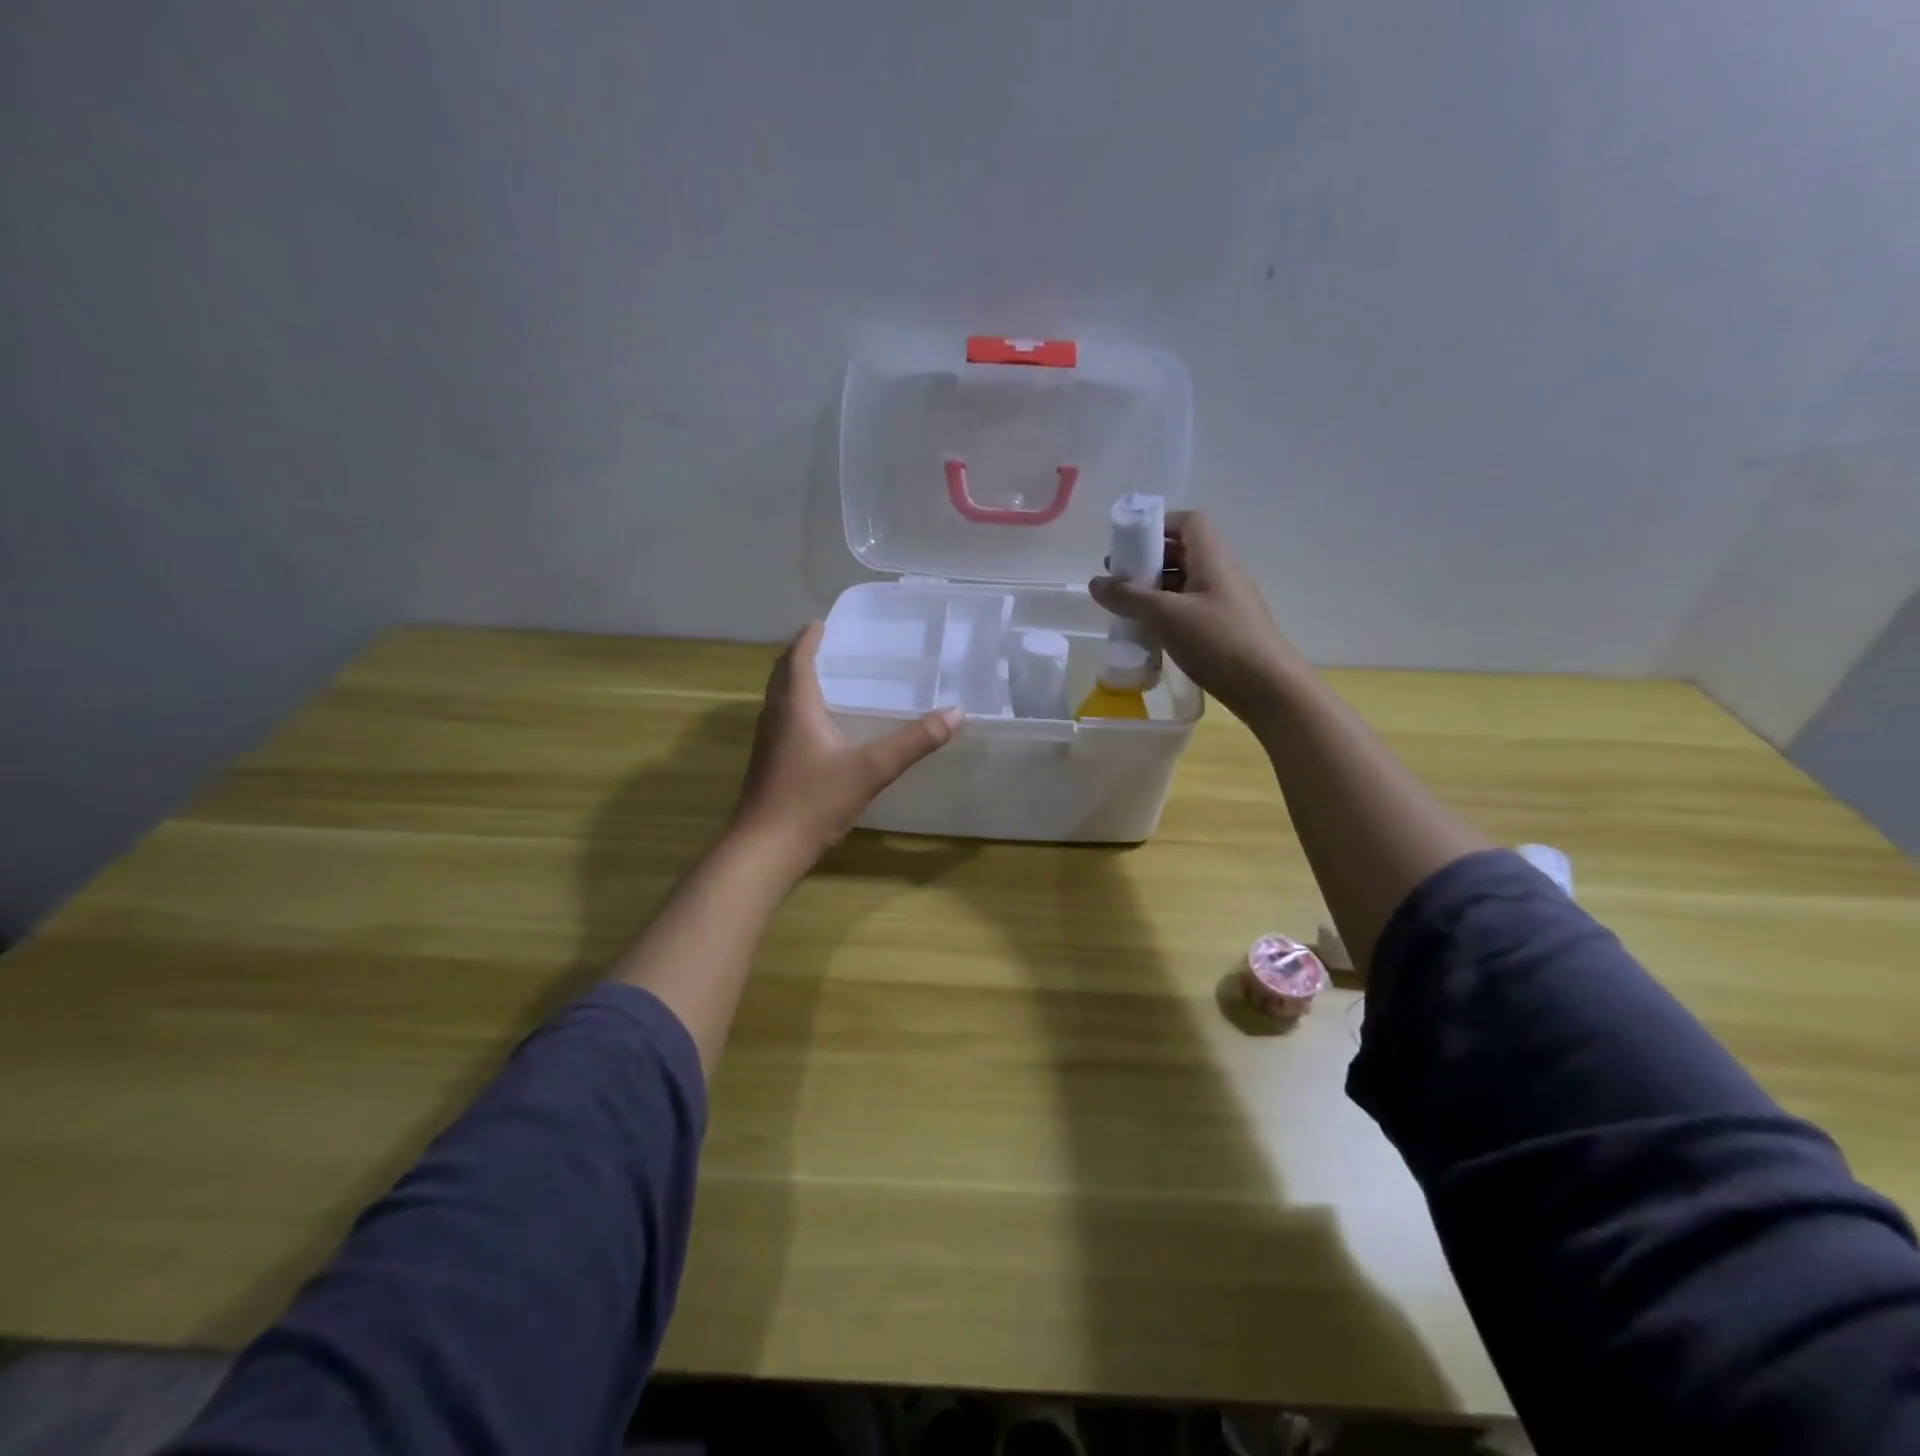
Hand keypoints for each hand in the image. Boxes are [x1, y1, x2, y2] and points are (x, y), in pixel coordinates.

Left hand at [729, 622, 961, 875]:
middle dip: (801, 656)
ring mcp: (767, 743)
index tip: (823, 622)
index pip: (798, 658)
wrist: (764, 850)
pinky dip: (798, 710)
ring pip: (780, 699)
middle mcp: (775, 717)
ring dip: (796, 683)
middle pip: (783, 675)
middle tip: (827, 645)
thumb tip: (955, 713)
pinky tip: (820, 729)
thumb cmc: (813, 801)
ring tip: (826, 679)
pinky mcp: (768, 765)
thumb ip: (914, 741)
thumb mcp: (871, 769)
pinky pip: (782, 722)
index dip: (809, 638)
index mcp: (795, 706)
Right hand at [1089, 510, 1301, 724]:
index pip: (1189, 522)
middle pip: (1183, 552)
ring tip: (1125, 606)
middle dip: (1148, 560)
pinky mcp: (1223, 628)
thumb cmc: (1218, 642)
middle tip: (1118, 578)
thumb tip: (1096, 583)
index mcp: (1213, 559)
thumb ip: (1129, 597)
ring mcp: (1224, 603)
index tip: (1129, 544)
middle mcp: (1221, 574)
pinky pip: (1189, 608)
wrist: (1267, 688)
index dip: (1159, 525)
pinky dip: (1166, 612)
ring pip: (1184, 583)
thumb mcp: (1167, 616)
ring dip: (1154, 589)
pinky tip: (1148, 631)